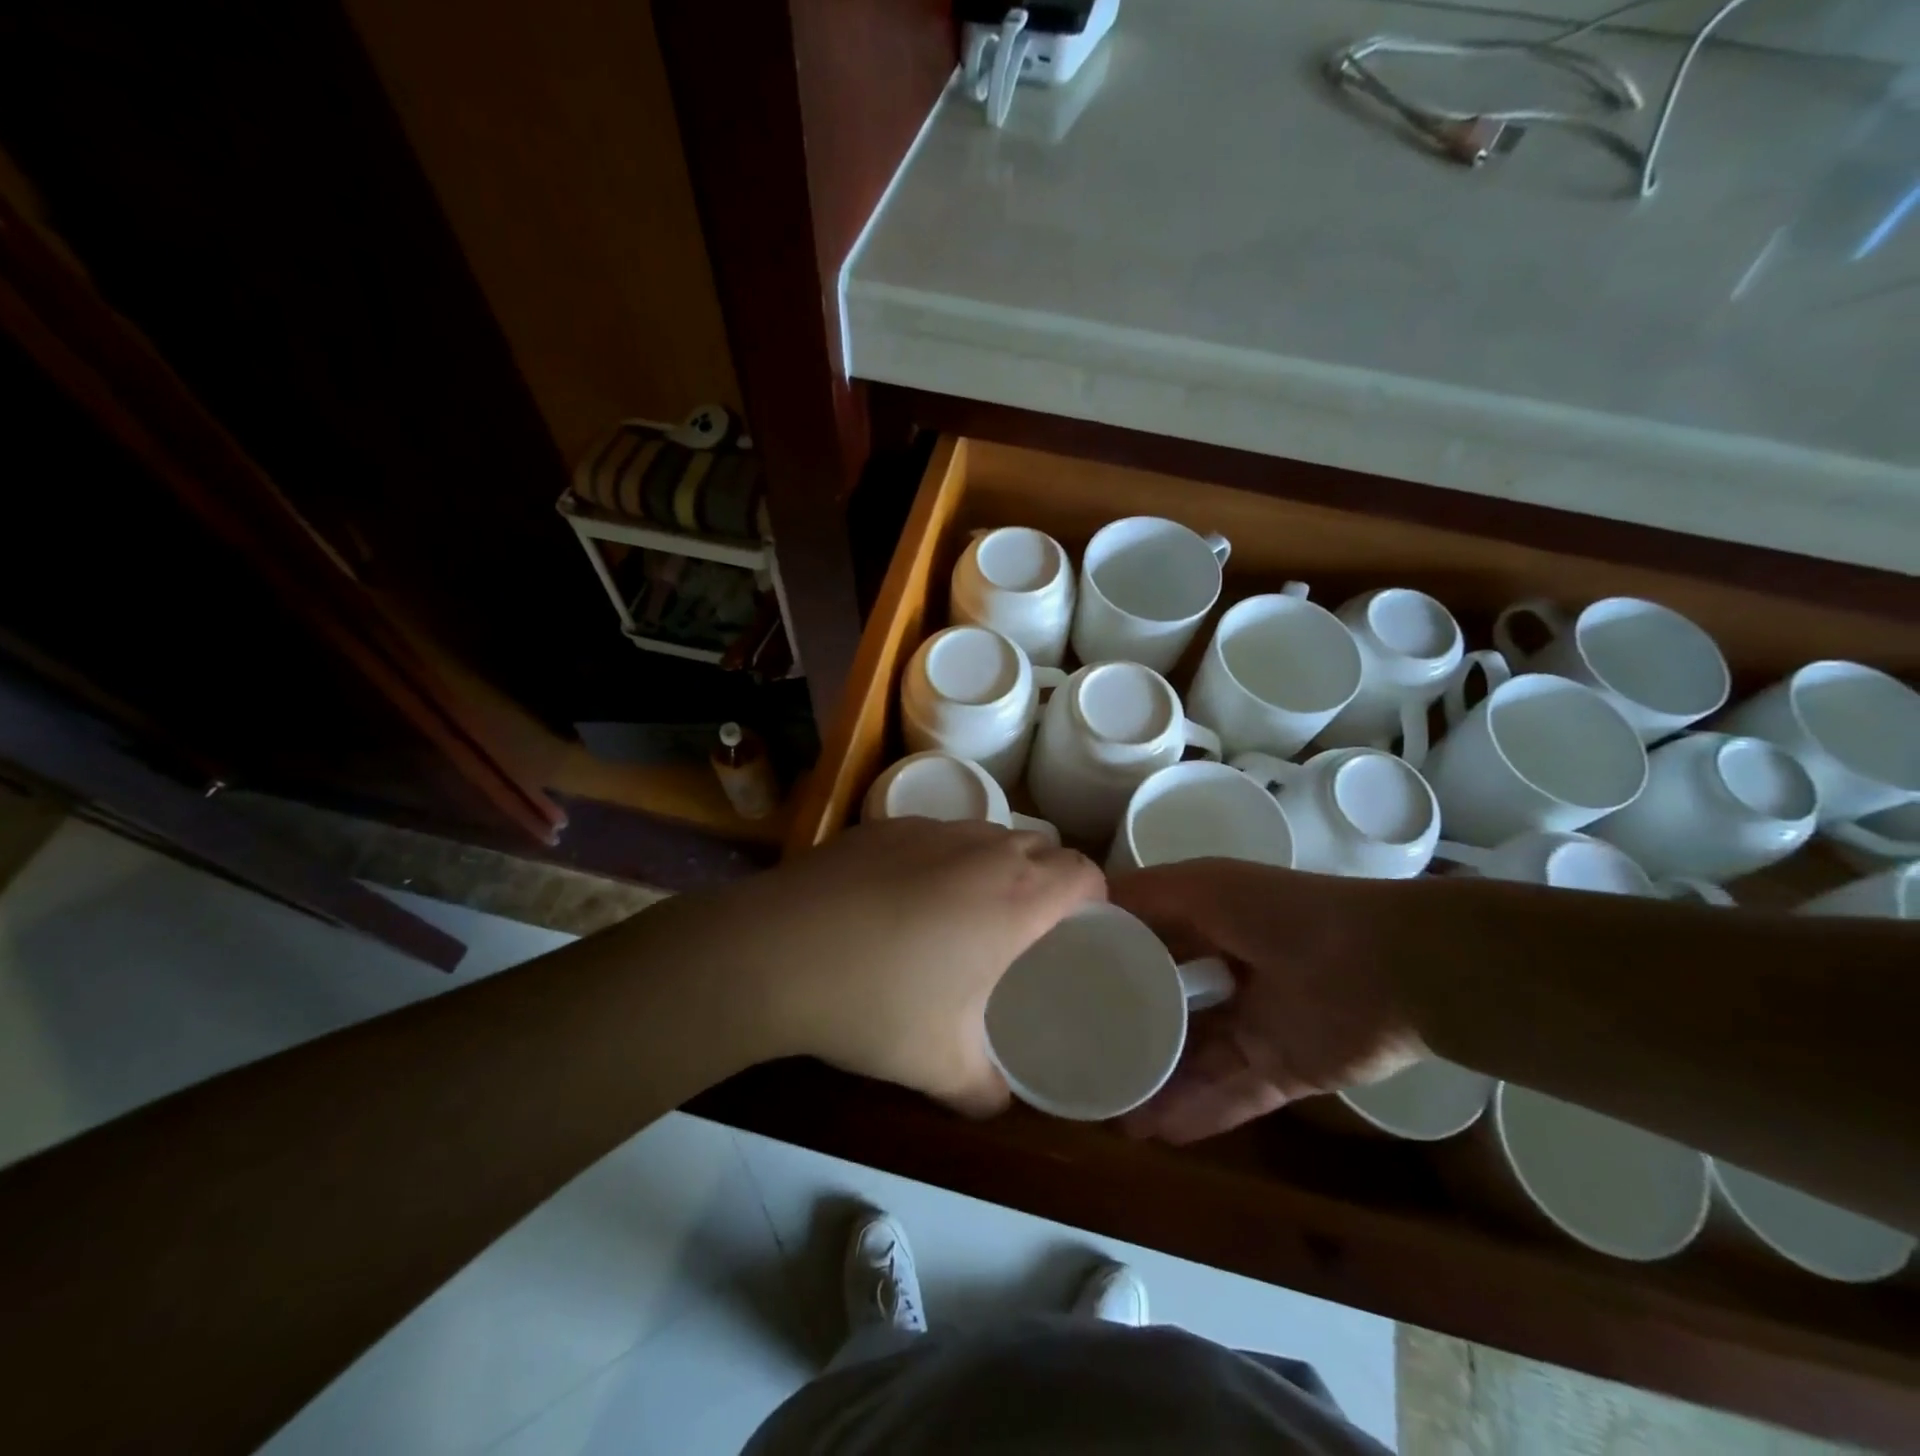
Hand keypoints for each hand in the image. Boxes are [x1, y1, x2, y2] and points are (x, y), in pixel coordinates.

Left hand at [659, 819, 1102, 1115]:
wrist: (774, 952)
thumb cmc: (875, 1005)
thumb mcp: (941, 1067)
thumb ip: (986, 1091)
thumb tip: (998, 1103)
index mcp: (1015, 898)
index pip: (1084, 872)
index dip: (1093, 898)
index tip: (1078, 930)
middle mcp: (981, 850)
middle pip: (1042, 844)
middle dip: (1048, 879)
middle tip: (1027, 929)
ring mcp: (929, 829)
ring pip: (988, 834)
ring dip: (996, 864)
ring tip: (967, 911)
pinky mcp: (883, 825)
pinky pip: (938, 833)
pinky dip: (944, 856)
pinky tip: (905, 897)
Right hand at [1109, 860, 1424, 1142]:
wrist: (1388, 967)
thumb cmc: (1284, 914)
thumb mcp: (1203, 887)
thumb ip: (1145, 895)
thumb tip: (1084, 905)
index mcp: (1209, 924)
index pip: (1147, 945)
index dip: (1107, 962)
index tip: (1060, 983)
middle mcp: (1227, 974)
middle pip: (1167, 1008)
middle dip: (1128, 1031)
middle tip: (1079, 1057)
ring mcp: (1255, 1026)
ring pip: (1193, 1060)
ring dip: (1155, 1084)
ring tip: (1108, 1110)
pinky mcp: (1282, 1071)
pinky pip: (1230, 1097)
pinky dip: (1195, 1114)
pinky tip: (1153, 1132)